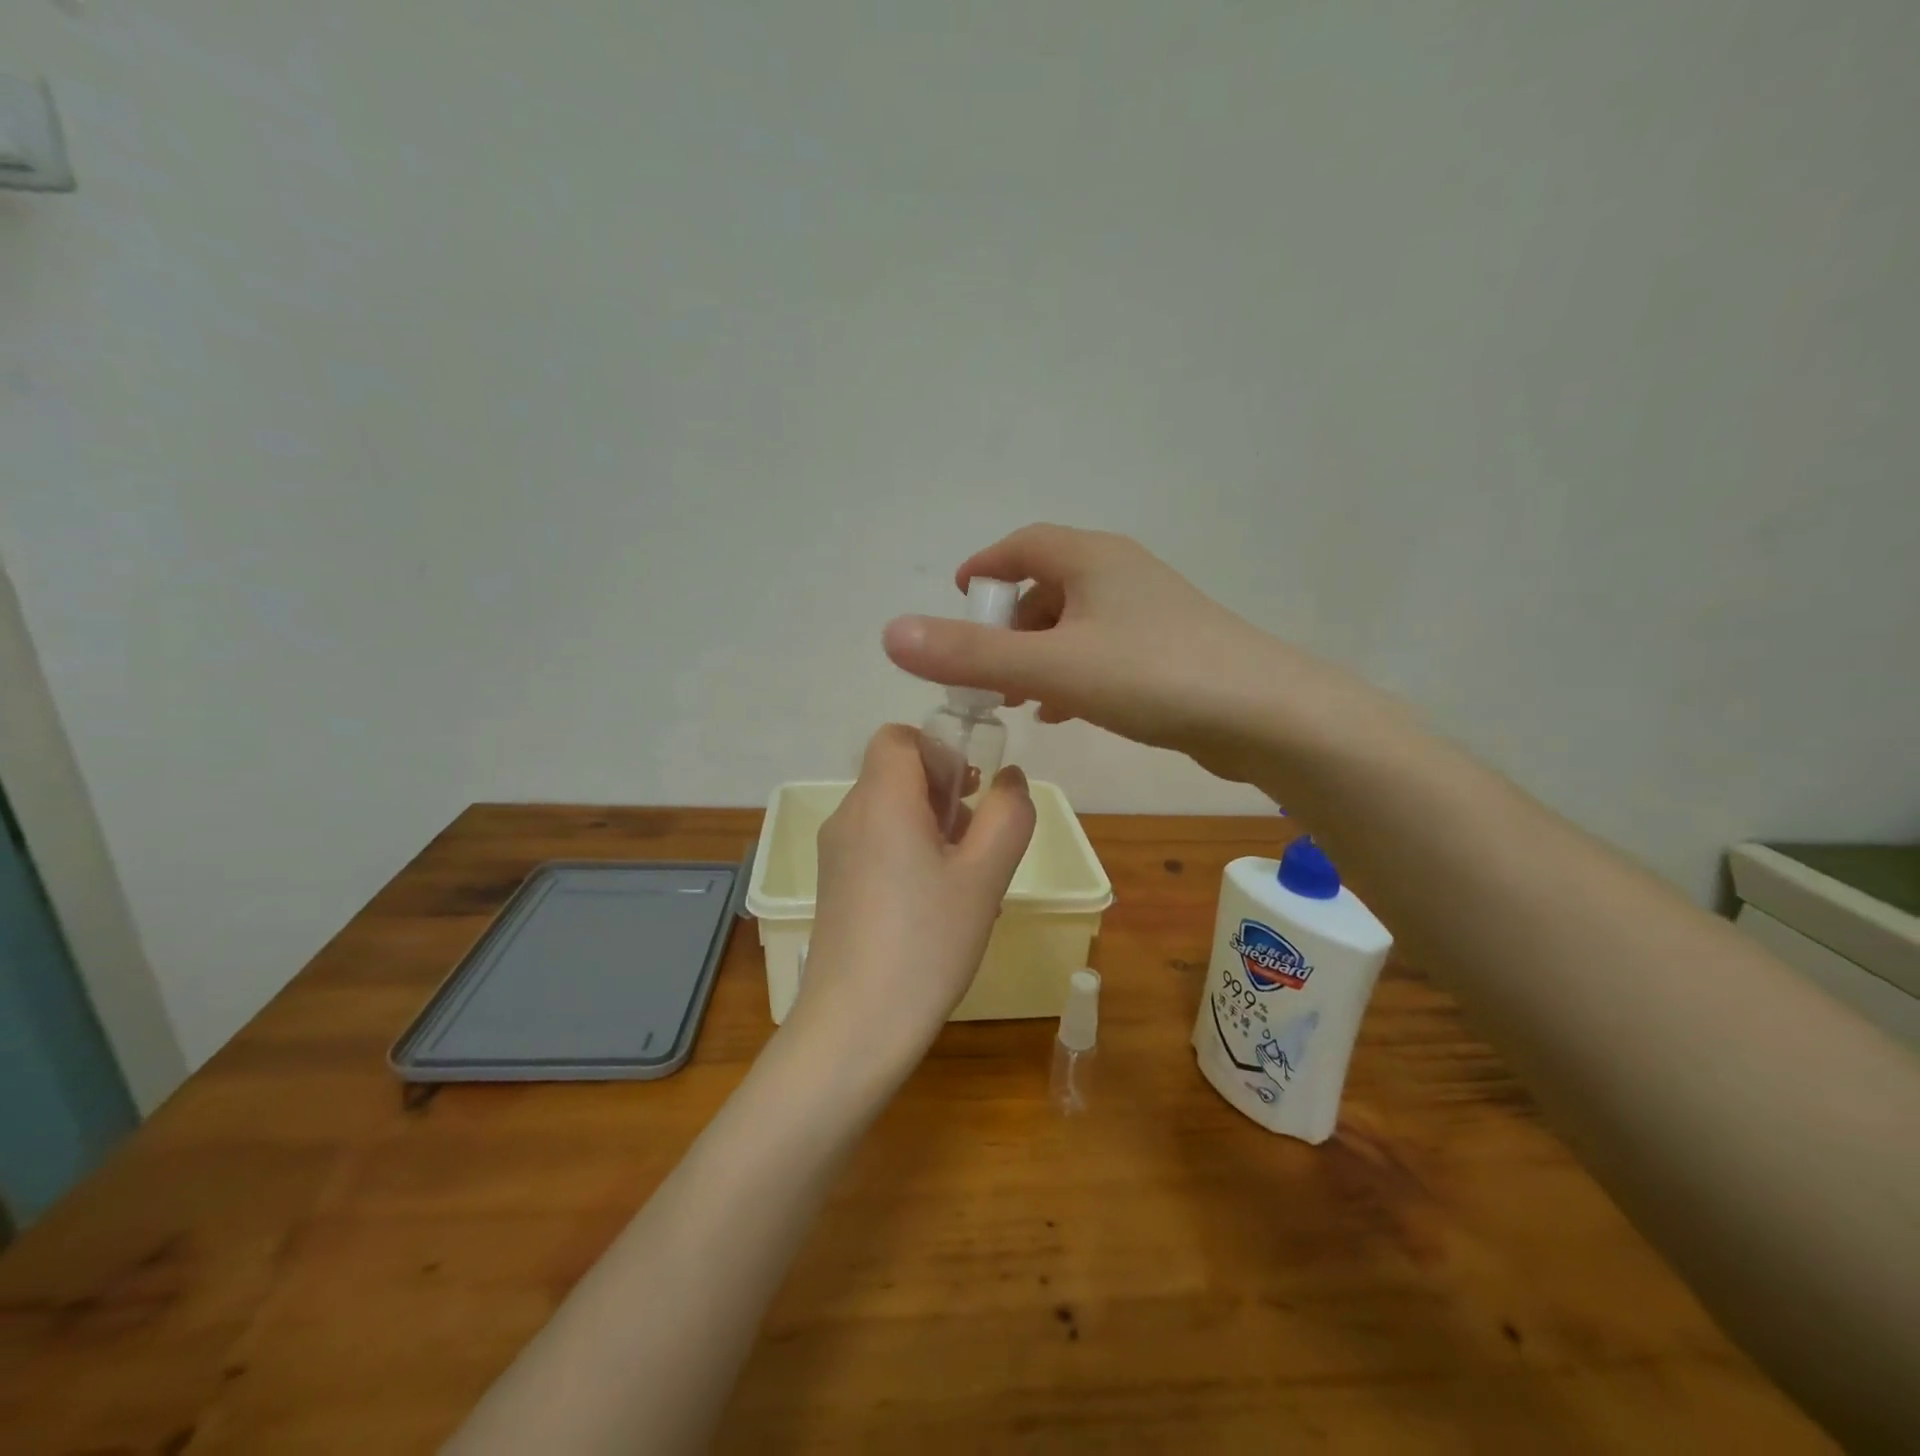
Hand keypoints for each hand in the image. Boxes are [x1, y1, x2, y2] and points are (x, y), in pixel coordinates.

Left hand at [784, 725, 1035, 1074]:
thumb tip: (1010, 778)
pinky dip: (909, 854)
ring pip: (890, 812)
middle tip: (976, 845)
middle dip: (944, 794)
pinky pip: (877, 845)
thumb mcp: (985, 876)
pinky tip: (934, 907)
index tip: (970, 795)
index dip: (940, 752)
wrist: (855, 1027)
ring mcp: (835, 853)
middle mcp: (848, 816)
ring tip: (964, 884)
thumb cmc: (927, 943)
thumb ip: (1008, 815)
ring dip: (931, 828)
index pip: (899, 737)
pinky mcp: (834, 885)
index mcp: (880, 800)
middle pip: (897, 774)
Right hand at [882, 524, 1355, 778]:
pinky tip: (1064, 710)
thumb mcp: (1051, 667)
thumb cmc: (1152, 676)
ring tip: (1014, 697)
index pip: (1021, 546)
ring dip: (1038, 654)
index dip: (983, 570)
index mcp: (1092, 560)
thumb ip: (970, 654)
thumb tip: (890, 634)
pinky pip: (1104, 652)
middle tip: (981, 671)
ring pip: (1075, 624)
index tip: (956, 603)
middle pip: (1046, 586)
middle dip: (1007, 626)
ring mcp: (1151, 612)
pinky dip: (1073, 674)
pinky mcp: (1170, 651)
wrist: (1264, 714)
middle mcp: (1122, 574)